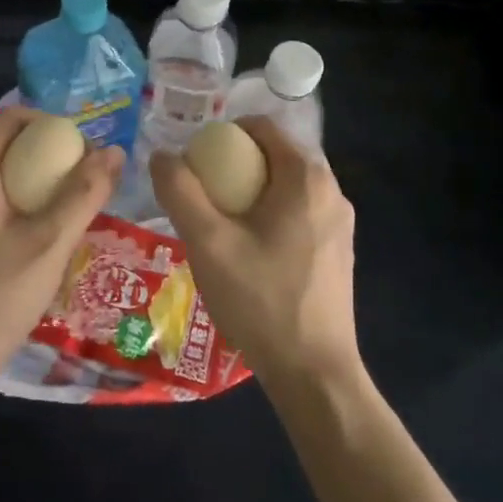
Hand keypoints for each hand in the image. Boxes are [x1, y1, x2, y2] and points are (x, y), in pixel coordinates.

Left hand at [0, 106, 123, 391]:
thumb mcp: (49, 243)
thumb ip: (84, 194)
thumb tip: (115, 151)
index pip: (12, 117)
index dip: (51, 122)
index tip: (85, 146)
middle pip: (6, 143)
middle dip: (48, 152)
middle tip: (87, 176)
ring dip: (36, 178)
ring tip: (73, 202)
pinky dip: (19, 200)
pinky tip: (43, 232)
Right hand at [150, 117, 358, 389]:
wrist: (314, 375)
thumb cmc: (261, 300)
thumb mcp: (207, 242)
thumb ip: (180, 191)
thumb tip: (162, 155)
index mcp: (306, 178)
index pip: (262, 127)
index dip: (223, 134)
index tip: (196, 160)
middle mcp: (332, 191)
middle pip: (275, 155)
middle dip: (235, 164)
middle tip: (201, 191)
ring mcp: (340, 224)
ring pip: (286, 186)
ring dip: (251, 191)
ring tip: (218, 222)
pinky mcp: (338, 252)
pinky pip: (298, 212)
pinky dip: (270, 214)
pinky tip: (247, 250)